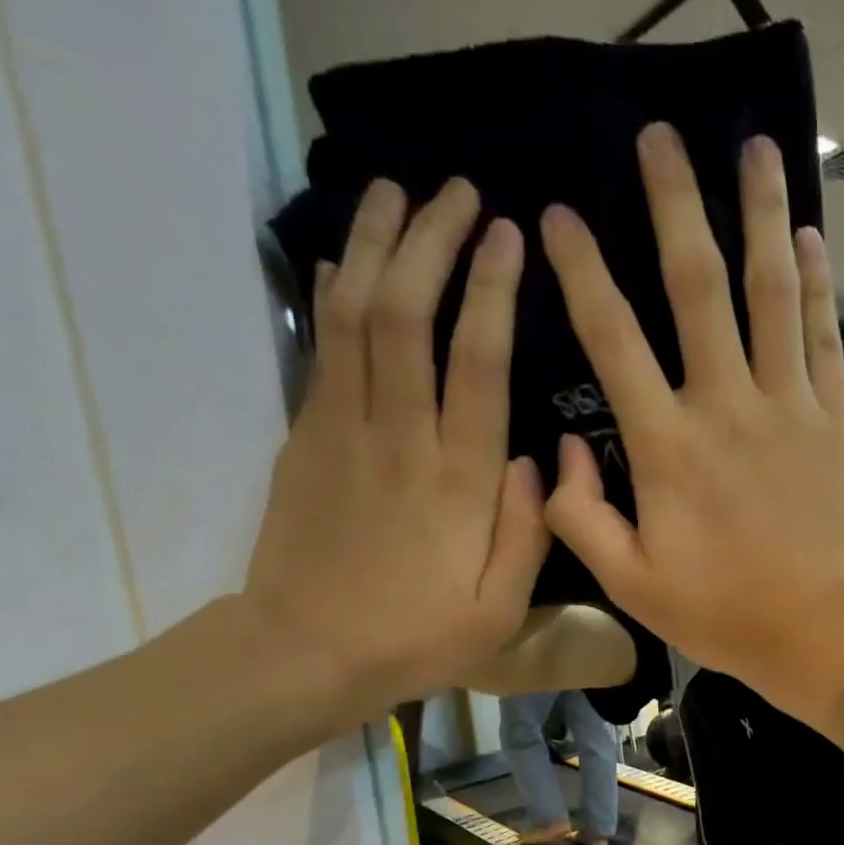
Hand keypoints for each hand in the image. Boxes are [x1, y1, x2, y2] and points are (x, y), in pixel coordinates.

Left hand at [244, 179, 547, 727]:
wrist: (305, 652)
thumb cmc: (416, 637)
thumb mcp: (499, 610)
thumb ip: (528, 533)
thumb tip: (539, 460)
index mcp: (459, 481)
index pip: (478, 362)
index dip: (492, 291)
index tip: (507, 236)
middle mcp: (400, 438)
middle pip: (409, 314)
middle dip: (432, 242)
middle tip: (457, 193)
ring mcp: (343, 430)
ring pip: (354, 314)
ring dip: (374, 246)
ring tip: (394, 192)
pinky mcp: (305, 435)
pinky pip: (322, 346)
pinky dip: (334, 292)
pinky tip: (344, 258)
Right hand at [539, 124, 843, 716]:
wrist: (824, 630)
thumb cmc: (725, 614)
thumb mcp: (632, 584)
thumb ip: (580, 517)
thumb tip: (555, 452)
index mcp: (666, 447)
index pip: (612, 338)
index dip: (582, 271)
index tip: (561, 215)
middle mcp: (726, 406)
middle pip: (697, 285)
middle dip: (675, 203)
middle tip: (660, 135)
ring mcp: (789, 407)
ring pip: (772, 290)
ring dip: (760, 213)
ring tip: (756, 147)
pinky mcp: (837, 420)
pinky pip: (823, 335)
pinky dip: (816, 281)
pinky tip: (807, 236)